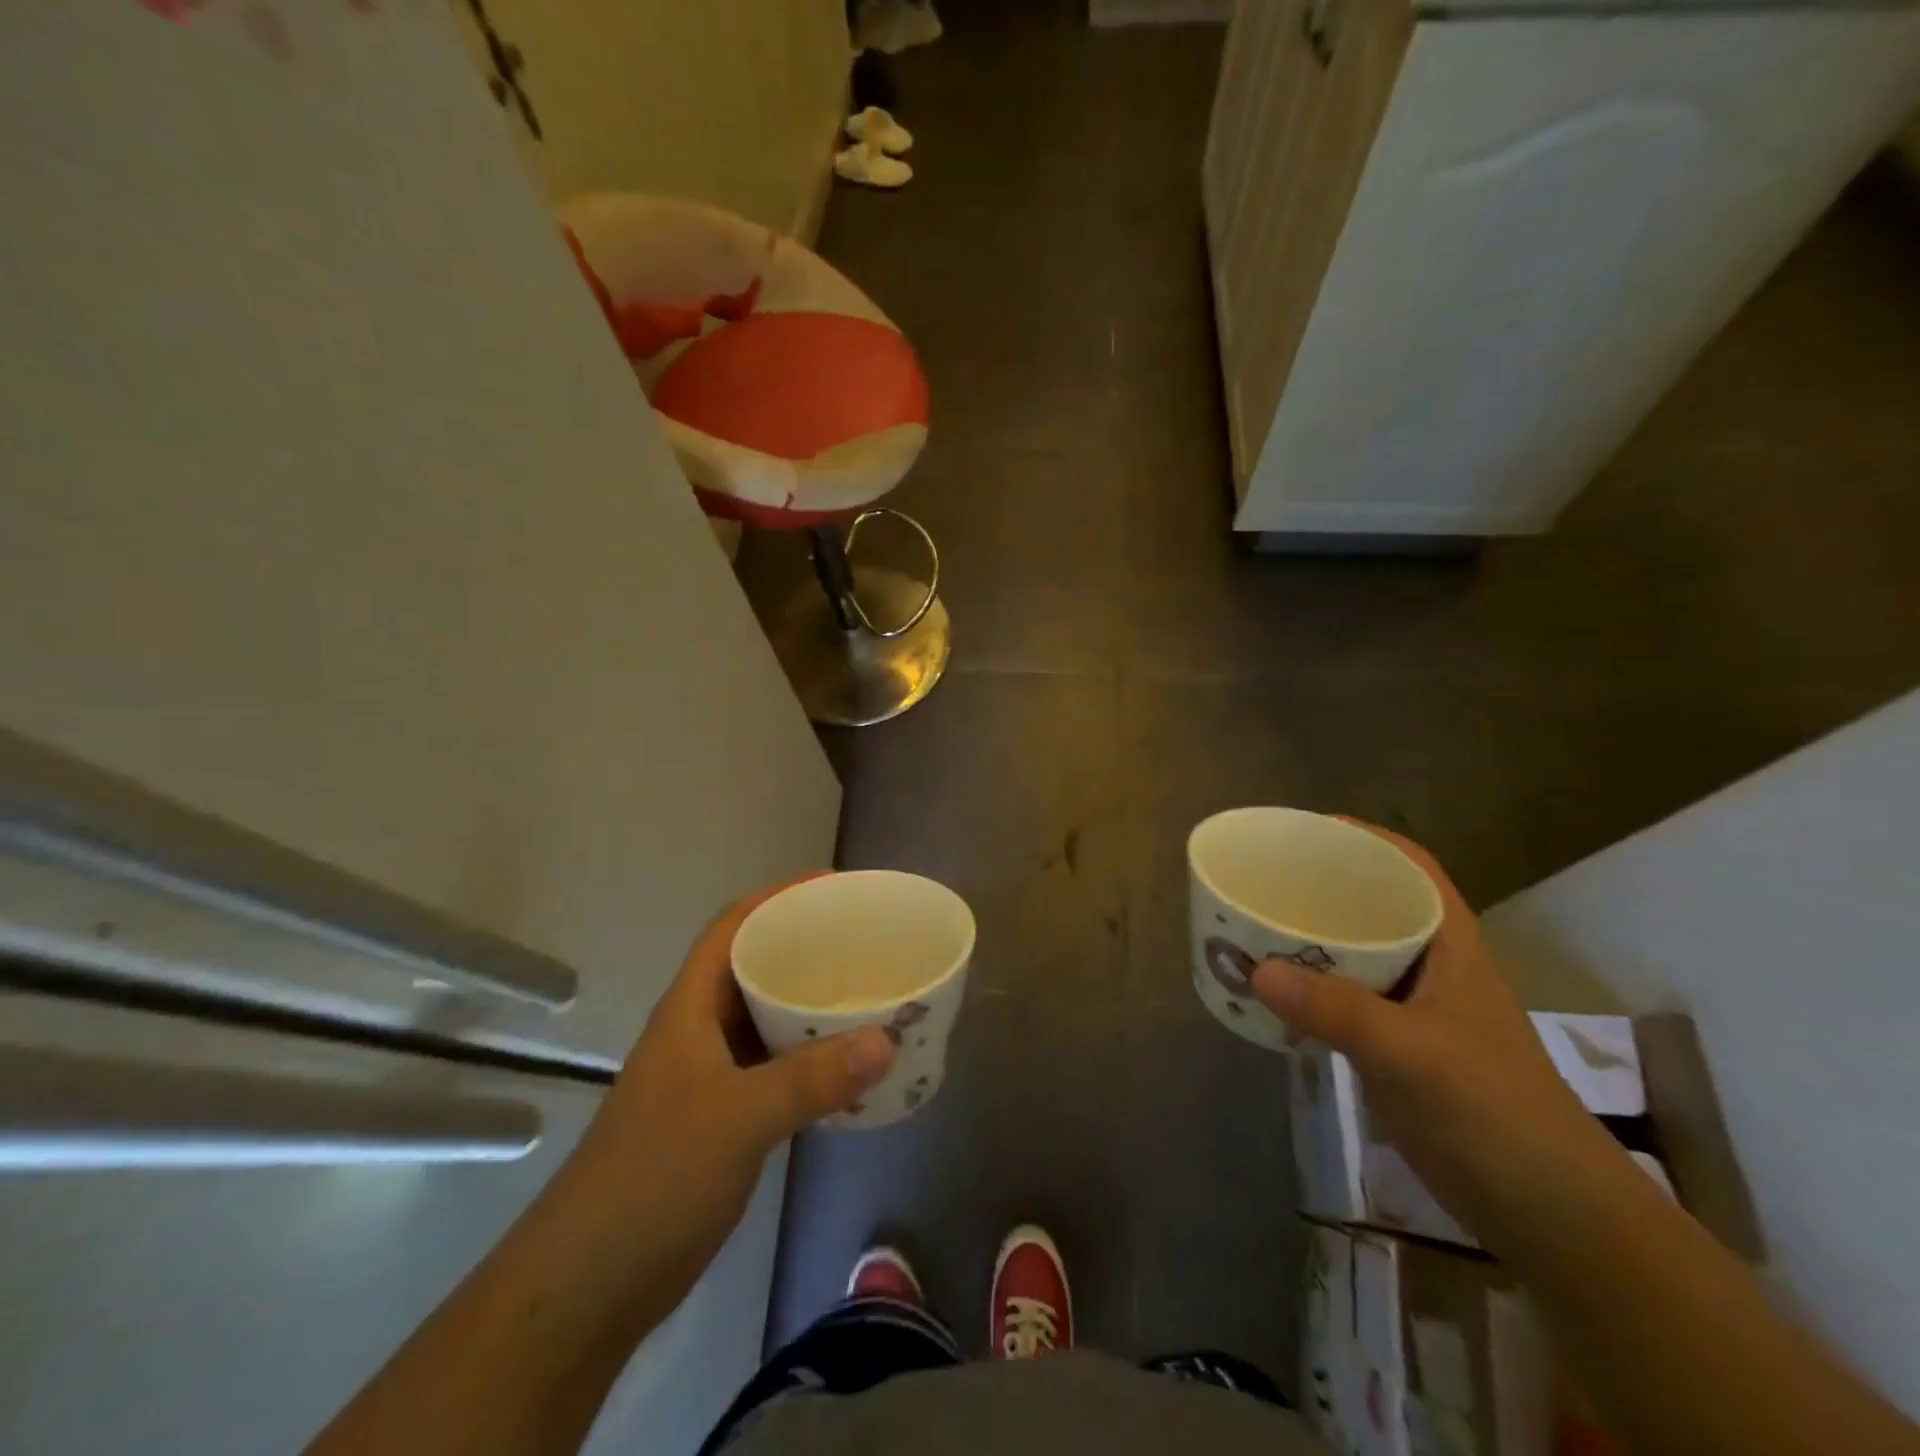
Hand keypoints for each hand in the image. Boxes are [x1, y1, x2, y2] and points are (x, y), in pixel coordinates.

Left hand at [557, 876, 895, 1314]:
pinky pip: (775, 1068)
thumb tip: (887, 1040)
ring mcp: (709, 1077)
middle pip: (754, 967)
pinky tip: (848, 1066)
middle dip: (805, 947)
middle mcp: (699, 1031)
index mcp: (690, 1008)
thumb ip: (811, 1079)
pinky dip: (810, 1058)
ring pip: (766, 1019)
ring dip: (811, 1005)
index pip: (733, 927)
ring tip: (868, 993)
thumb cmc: (653, 1178)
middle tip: (865, 942)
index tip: (833, 888)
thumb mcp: (737, 1118)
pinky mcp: (722, 1119)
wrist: (588, 1286)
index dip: (778, 897)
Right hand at [1250, 824, 1625, 1252]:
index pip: (1412, 868)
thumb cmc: (1493, 1112)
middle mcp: (1433, 967)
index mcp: (1450, 945)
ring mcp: (1418, 1011)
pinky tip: (1276, 994)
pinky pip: (1346, 1001)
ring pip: (1358, 955)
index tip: (1305, 831)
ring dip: (1312, 940)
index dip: (1363, 838)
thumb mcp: (1412, 1053)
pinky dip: (1311, 989)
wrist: (1551, 1213)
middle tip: (1265, 879)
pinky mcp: (1400, 1050)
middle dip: (1323, 887)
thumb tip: (1258, 970)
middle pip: (1376, 905)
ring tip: (1257, 927)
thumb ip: (1335, 1010)